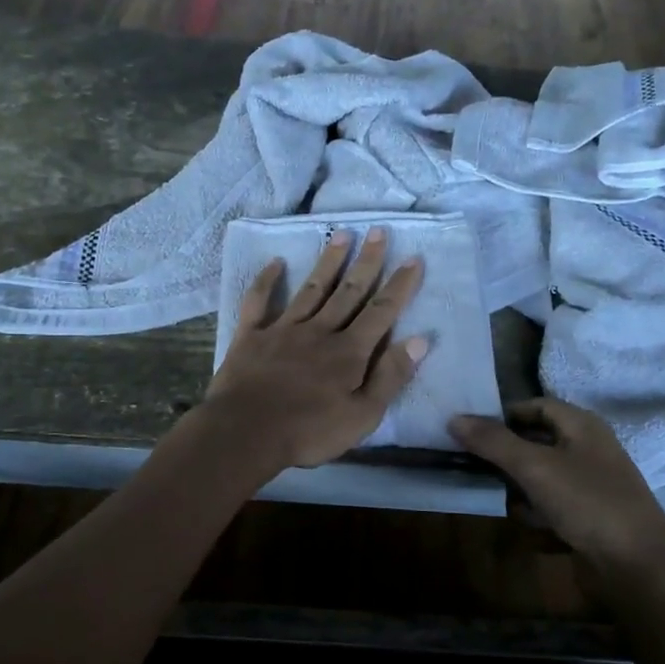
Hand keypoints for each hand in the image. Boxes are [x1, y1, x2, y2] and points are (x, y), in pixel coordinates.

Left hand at [200, 228, 426, 471]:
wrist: (245, 432)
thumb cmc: (308, 431)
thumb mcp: (362, 416)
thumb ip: (390, 377)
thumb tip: (419, 340)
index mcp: (349, 352)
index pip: (381, 312)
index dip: (399, 286)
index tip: (413, 258)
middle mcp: (319, 331)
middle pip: (349, 291)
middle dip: (367, 261)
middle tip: (379, 231)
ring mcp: (283, 329)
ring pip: (312, 289)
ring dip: (328, 262)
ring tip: (342, 235)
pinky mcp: (252, 336)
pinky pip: (259, 302)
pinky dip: (267, 281)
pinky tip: (275, 263)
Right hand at [450, 398, 664, 600]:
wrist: (638, 566)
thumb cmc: (588, 503)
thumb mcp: (535, 467)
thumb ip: (493, 442)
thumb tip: (454, 418)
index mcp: (582, 425)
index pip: (535, 405)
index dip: (504, 414)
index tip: (472, 431)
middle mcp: (588, 447)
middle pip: (537, 439)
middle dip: (506, 452)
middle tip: (474, 463)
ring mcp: (591, 482)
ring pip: (542, 473)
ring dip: (519, 484)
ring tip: (500, 495)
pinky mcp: (591, 513)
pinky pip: (553, 501)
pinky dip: (537, 508)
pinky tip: (528, 521)